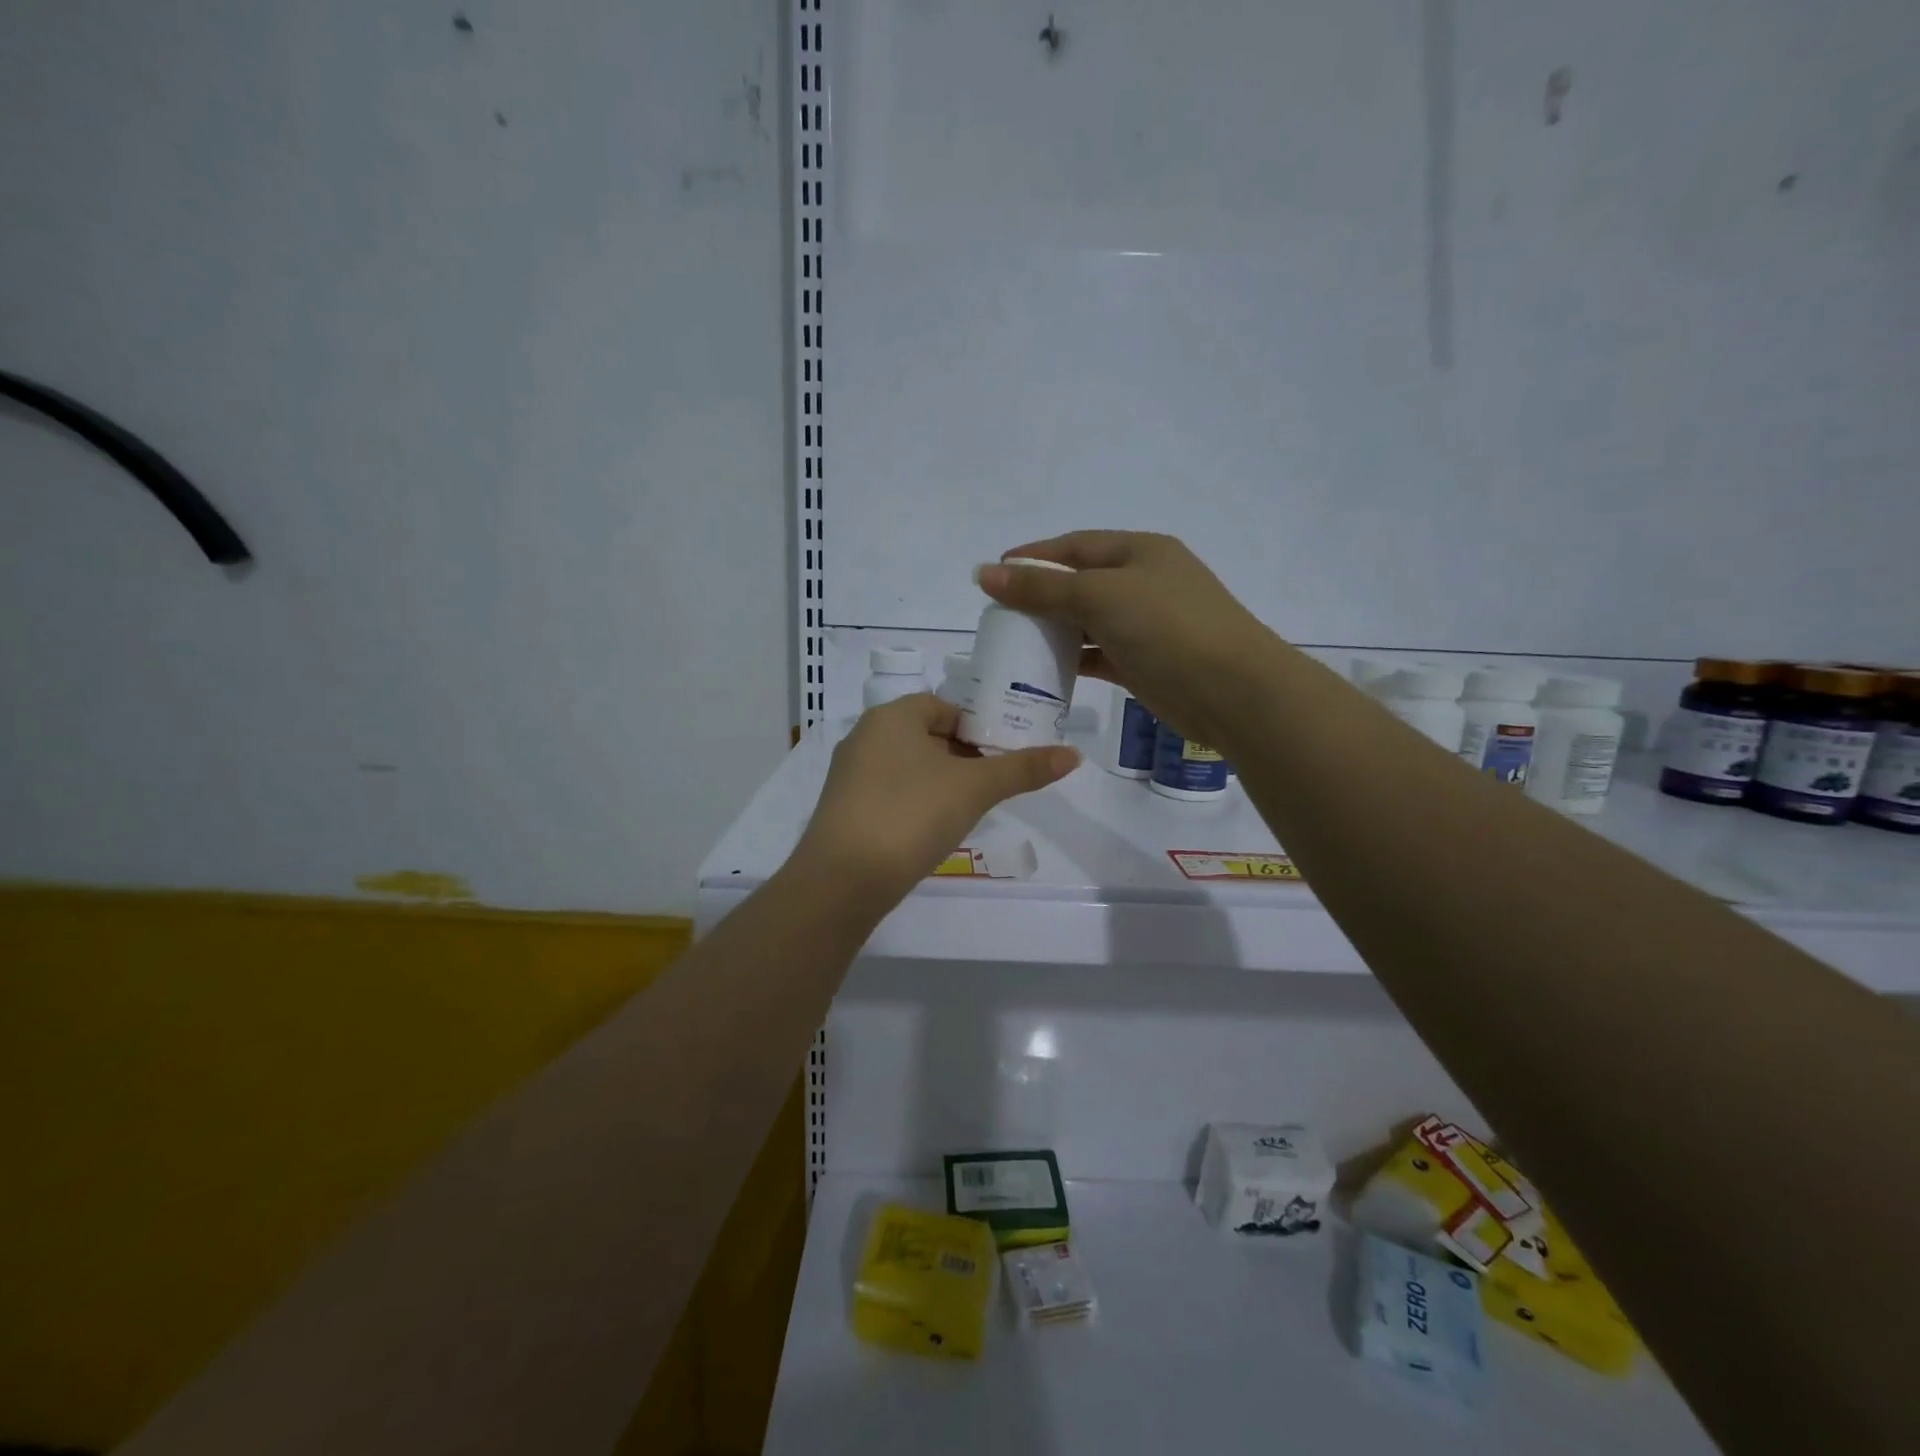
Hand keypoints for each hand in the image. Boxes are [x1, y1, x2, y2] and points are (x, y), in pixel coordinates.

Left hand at [791, 694, 1079, 908]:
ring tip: (968, 809)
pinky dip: (914, 803)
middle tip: (993, 785)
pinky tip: (931, 830)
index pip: (945, 707)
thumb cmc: (912, 814)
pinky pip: (889, 793)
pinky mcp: (844, 809)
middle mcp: (865, 736)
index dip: (978, 728)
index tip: (1003, 756)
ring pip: (908, 767)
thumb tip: (1074, 754)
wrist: (844, 879)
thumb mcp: (975, 789)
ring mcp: (849, 774)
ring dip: (939, 782)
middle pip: (927, 736)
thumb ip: (1023, 769)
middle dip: (962, 757)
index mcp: (892, 716)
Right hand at [975, 531, 1279, 747]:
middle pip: (1079, 582)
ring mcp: (1145, 625)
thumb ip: (1042, 587)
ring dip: (1053, 629)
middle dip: (1039, 594)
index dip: (1034, 556)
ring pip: (1087, 621)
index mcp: (1139, 552)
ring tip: (1013, 642)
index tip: (993, 572)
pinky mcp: (1143, 663)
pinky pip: (1097, 654)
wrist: (1231, 690)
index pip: (1075, 545)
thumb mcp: (1100, 595)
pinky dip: (1072, 659)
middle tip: (998, 613)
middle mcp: (1143, 583)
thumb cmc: (1166, 626)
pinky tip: (1043, 669)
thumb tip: (985, 573)